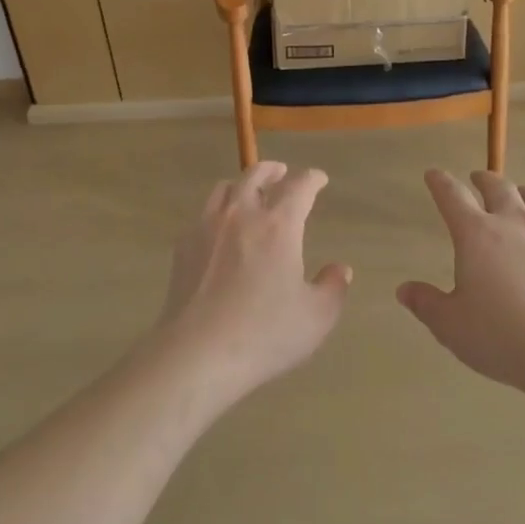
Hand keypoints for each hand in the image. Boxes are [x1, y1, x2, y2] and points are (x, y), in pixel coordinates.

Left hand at [158, 163, 351, 403]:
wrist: (197, 353)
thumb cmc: (264, 334)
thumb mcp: (316, 318)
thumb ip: (333, 288)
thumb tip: (341, 269)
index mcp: (279, 225)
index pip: (299, 186)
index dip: (312, 179)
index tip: (319, 179)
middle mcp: (242, 214)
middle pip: (256, 175)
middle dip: (273, 170)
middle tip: (282, 172)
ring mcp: (208, 227)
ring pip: (225, 188)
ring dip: (242, 185)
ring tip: (248, 194)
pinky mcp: (184, 245)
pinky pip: (203, 214)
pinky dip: (218, 212)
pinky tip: (221, 230)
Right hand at [397, 170, 524, 393]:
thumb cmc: (499, 335)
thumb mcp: (450, 324)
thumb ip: (426, 303)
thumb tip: (404, 290)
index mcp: (476, 234)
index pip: (452, 196)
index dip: (440, 183)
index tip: (433, 174)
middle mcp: (514, 223)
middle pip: (499, 187)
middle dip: (484, 179)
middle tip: (477, 179)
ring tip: (520, 195)